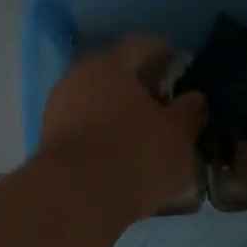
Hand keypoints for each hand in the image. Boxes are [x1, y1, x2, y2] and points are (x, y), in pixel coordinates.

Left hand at [37, 35, 207, 223]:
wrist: (74, 201)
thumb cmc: (134, 156)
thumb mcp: (178, 135)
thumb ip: (190, 111)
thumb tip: (195, 98)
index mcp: (109, 64)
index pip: (141, 44)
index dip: (165, 53)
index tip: (183, 67)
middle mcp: (77, 78)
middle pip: (116, 73)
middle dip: (143, 86)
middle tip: (169, 103)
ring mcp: (58, 110)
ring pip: (98, 102)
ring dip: (122, 112)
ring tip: (149, 133)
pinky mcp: (50, 142)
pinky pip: (86, 128)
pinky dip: (106, 134)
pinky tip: (124, 154)